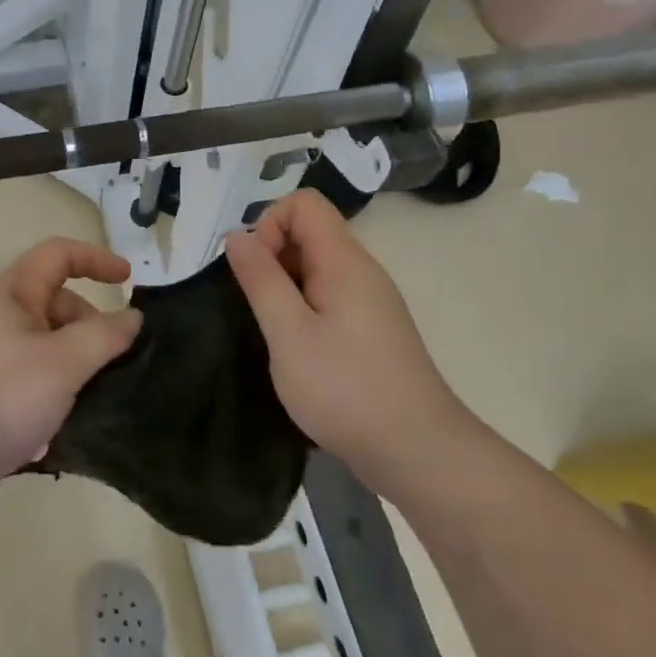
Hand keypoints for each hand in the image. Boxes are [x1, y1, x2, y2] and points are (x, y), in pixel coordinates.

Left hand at [0, 238, 141, 512]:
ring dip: (74, 370)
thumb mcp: (62, 364)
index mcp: (12, 294)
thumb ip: (104, 337)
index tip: (129, 282)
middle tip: (111, 367)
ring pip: (47, 349)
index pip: (59, 255)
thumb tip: (132, 318)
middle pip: (56, 306)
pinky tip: (57, 432)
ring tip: (88, 405)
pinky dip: (51, 398)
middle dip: (90, 329)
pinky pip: (29, 383)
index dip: (96, 259)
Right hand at [224, 191, 461, 493]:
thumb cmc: (346, 389)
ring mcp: (369, 301)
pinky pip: (327, 296)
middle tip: (256, 306)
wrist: (416, 452)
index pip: (304, 203)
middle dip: (272, 256)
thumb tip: (238, 235)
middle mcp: (361, 271)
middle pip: (309, 232)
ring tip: (271, 331)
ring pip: (315, 267)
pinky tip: (294, 349)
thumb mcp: (289, 333)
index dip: (270, 224)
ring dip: (283, 286)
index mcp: (345, 261)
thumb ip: (261, 280)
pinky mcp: (369, 330)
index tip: (254, 271)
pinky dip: (301, 308)